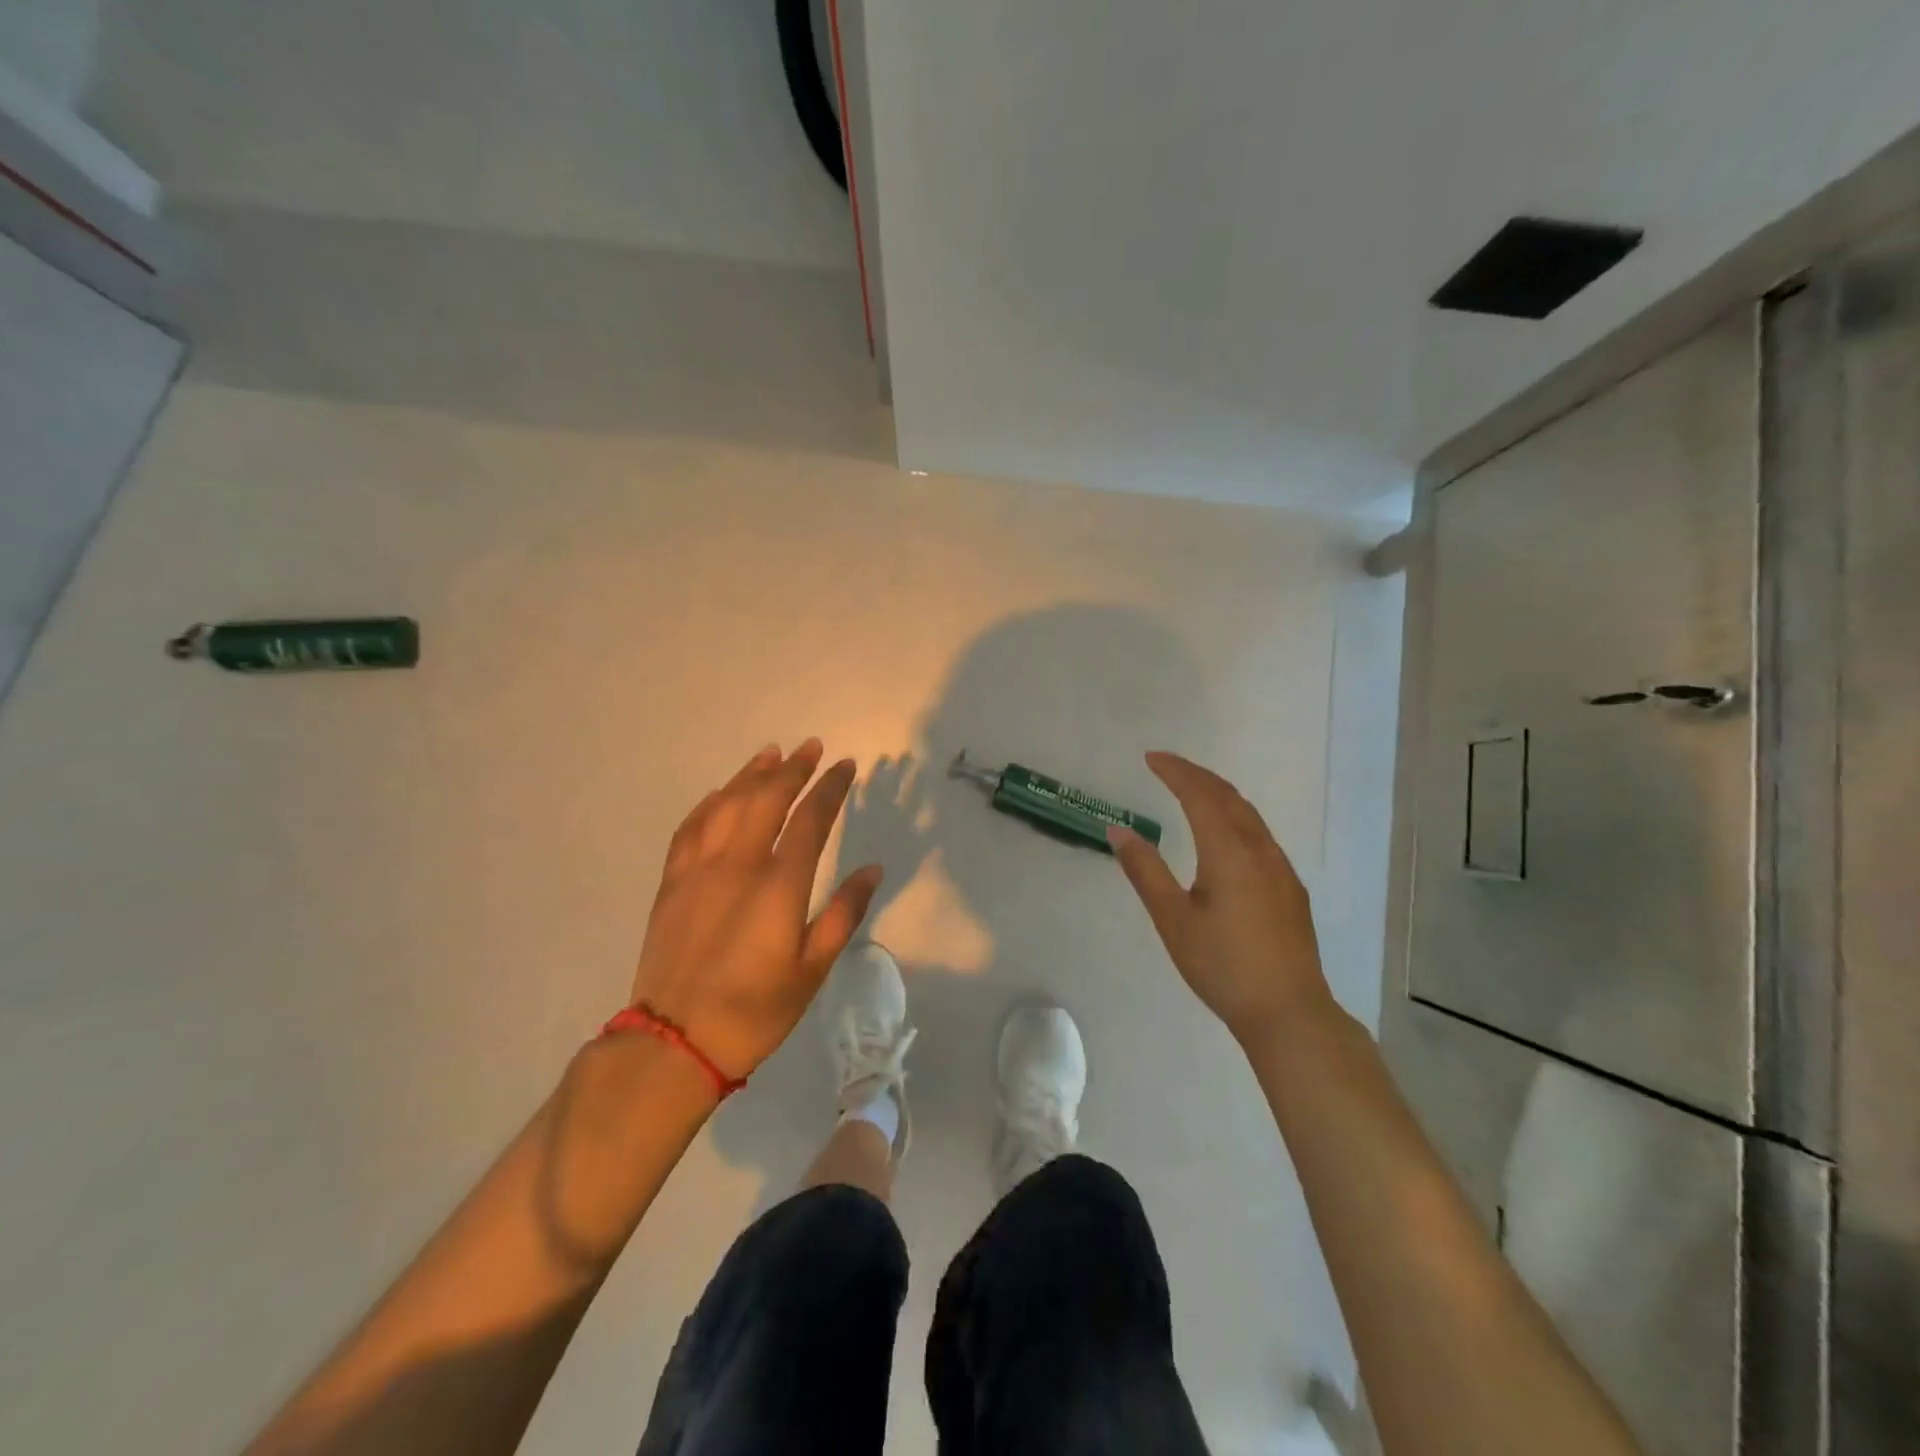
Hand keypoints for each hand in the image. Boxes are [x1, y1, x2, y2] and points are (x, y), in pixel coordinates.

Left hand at [630, 740, 882, 1080]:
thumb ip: (844, 913)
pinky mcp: (672, 883)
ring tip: (771, 754)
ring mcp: (699, 870)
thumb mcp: (812, 968)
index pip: (811, 819)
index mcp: (779, 885)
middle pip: (767, 799)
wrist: (676, 1041)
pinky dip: (709, 803)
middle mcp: (738, 864)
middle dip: (793, 769)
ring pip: (726, 804)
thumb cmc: (756, 1010)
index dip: (830, 788)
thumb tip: (872, 869)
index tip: (846, 766)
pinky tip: (720, 793)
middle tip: (812, 747)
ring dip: (751, 775)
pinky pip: (691, 828)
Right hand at [1109, 751, 1335, 1047]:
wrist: (1288, 1011)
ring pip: (1248, 814)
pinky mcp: (1290, 888)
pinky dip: (1234, 816)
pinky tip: (1224, 833)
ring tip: (1191, 789)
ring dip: (1217, 794)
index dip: (1175, 771)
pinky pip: (1259, 833)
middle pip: (1228, 796)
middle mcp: (1259, 849)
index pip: (1200, 794)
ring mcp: (1280, 868)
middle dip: (1196, 775)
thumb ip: (1145, 870)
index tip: (1150, 757)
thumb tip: (1118, 830)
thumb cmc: (1222, 965)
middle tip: (1166, 765)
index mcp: (1229, 851)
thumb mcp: (1172, 919)